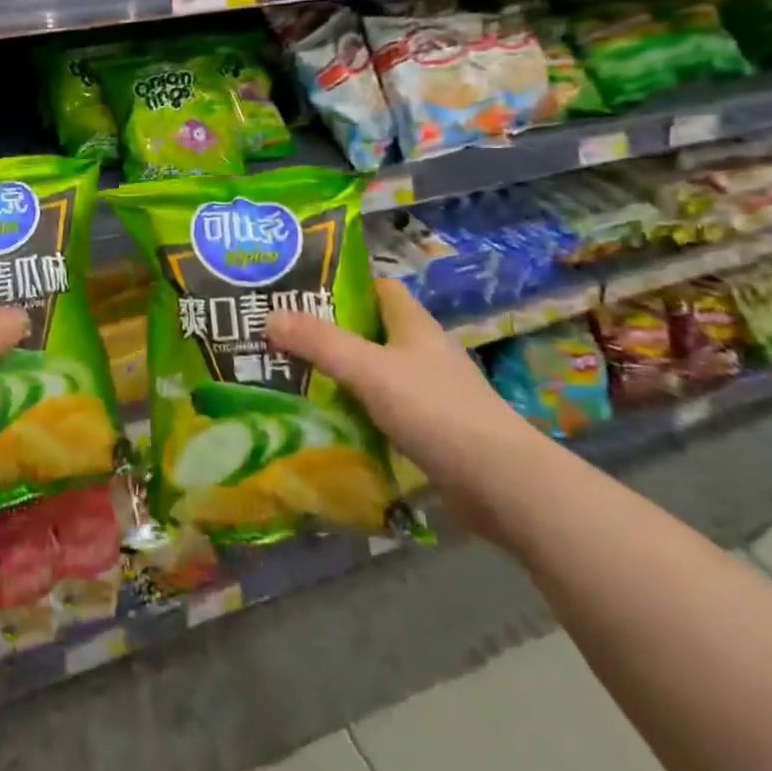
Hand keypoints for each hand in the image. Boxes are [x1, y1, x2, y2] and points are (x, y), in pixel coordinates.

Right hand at [266, 276, 553, 537]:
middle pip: (371, 330)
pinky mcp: (433, 431)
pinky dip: (358, 412)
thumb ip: (319, 342)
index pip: (377, 288)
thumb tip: (268, 317)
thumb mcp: (369, 369)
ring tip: (293, 377)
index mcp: (413, 324)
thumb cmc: (436, 410)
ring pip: (376, 373)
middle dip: (330, 332)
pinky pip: (384, 411)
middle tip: (283, 336)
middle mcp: (423, 352)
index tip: (300, 291)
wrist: (502, 485)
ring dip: (341, 375)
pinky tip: (328, 423)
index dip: (342, 285)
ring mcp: (431, 393)